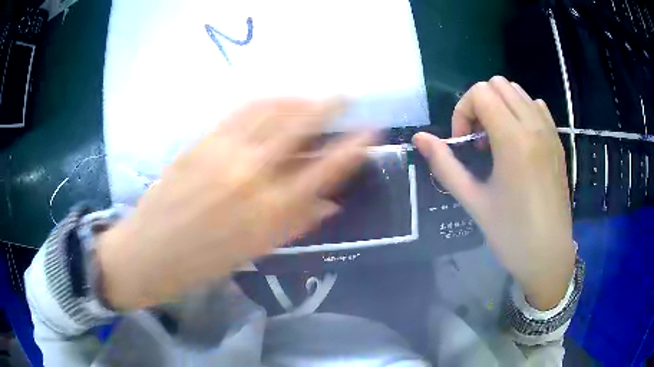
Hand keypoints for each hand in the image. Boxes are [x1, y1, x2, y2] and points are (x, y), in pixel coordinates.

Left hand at [97, 99, 375, 309]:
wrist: (149, 252)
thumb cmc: (202, 263)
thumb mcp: (254, 251)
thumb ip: (294, 223)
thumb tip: (329, 203)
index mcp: (270, 212)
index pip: (325, 170)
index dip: (352, 147)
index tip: (370, 131)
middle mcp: (252, 175)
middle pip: (300, 127)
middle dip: (329, 107)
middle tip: (344, 97)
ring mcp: (224, 152)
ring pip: (271, 111)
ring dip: (297, 99)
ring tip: (312, 97)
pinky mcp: (201, 141)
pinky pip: (240, 111)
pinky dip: (264, 101)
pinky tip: (275, 100)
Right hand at [413, 76, 574, 309]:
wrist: (549, 255)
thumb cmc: (511, 234)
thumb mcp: (473, 201)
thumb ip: (445, 165)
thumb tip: (419, 138)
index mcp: (513, 140)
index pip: (480, 93)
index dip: (462, 112)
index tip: (464, 143)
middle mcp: (533, 126)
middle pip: (497, 84)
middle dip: (479, 105)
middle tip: (478, 141)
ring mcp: (549, 131)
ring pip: (517, 91)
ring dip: (499, 106)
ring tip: (497, 142)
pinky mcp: (557, 141)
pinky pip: (536, 106)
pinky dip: (520, 111)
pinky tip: (518, 141)